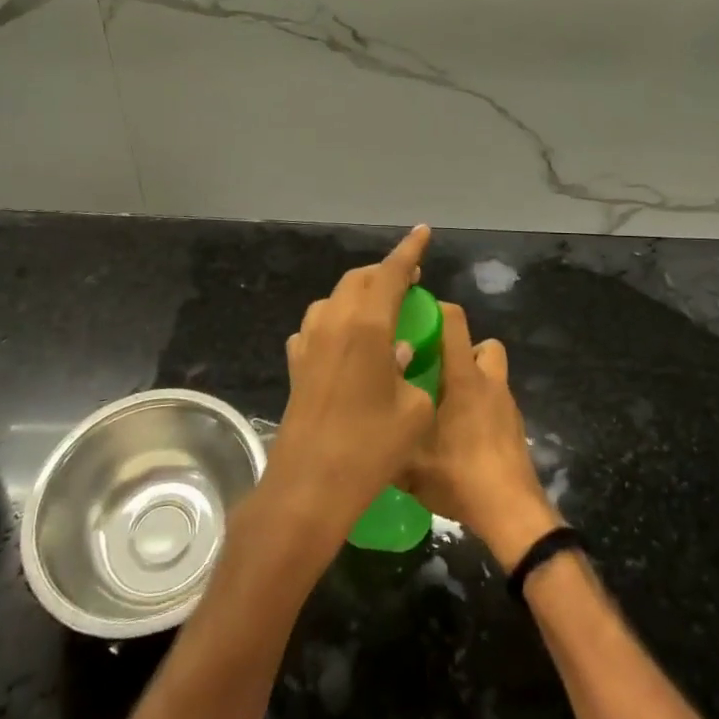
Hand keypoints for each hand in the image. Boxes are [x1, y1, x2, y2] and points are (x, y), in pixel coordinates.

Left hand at [262, 225, 437, 545]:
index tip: (423, 232)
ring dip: (358, 295)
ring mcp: (309, 342)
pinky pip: (316, 327)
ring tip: (379, 311)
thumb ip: (412, 370)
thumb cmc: (370, 449)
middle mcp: (334, 323)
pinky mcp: (295, 365)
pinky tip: (344, 344)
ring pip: (334, 299)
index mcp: (367, 325)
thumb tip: (398, 351)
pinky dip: (335, 323)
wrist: (309, 487)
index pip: (391, 273)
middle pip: (359, 279)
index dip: (409, 250)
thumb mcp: (413, 410)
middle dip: (384, 273)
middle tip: (409, 282)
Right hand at [400, 303, 561, 571]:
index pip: (454, 321)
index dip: (436, 310)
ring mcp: (506, 405)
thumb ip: (388, 436)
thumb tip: (360, 422)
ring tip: (443, 404)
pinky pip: (495, 402)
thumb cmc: (460, 475)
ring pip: (491, 374)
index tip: (413, 318)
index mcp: (464, 377)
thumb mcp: (409, 462)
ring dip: (471, 379)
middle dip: (460, 349)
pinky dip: (480, 407)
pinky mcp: (514, 428)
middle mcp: (489, 382)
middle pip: (481, 344)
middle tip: (432, 369)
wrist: (511, 512)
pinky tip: (460, 435)